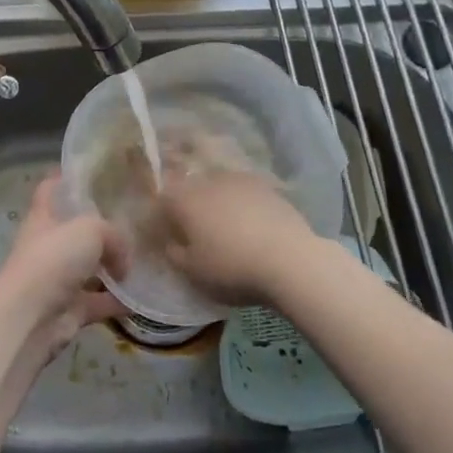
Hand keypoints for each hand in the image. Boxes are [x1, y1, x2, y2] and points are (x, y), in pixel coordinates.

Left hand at [0, 177, 128, 368]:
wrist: (30, 317)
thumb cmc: (53, 259)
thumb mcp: (90, 230)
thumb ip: (113, 236)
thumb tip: (123, 262)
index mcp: (44, 218)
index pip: (50, 189)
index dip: (64, 178)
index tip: (88, 171)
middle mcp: (48, 246)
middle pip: (74, 231)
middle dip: (100, 228)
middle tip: (133, 220)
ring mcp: (58, 280)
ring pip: (90, 269)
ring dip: (113, 268)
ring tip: (145, 259)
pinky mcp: (69, 310)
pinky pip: (99, 302)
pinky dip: (119, 302)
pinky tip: (143, 297)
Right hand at [158, 170, 320, 305]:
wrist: (289, 259)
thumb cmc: (231, 267)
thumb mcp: (192, 271)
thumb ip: (174, 254)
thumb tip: (171, 242)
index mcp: (185, 199)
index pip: (164, 200)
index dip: (162, 219)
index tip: (167, 238)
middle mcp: (209, 181)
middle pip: (192, 190)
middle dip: (190, 208)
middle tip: (196, 234)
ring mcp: (241, 180)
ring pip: (220, 189)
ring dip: (218, 205)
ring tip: (227, 230)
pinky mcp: (268, 187)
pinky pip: (245, 195)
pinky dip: (243, 207)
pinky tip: (251, 227)